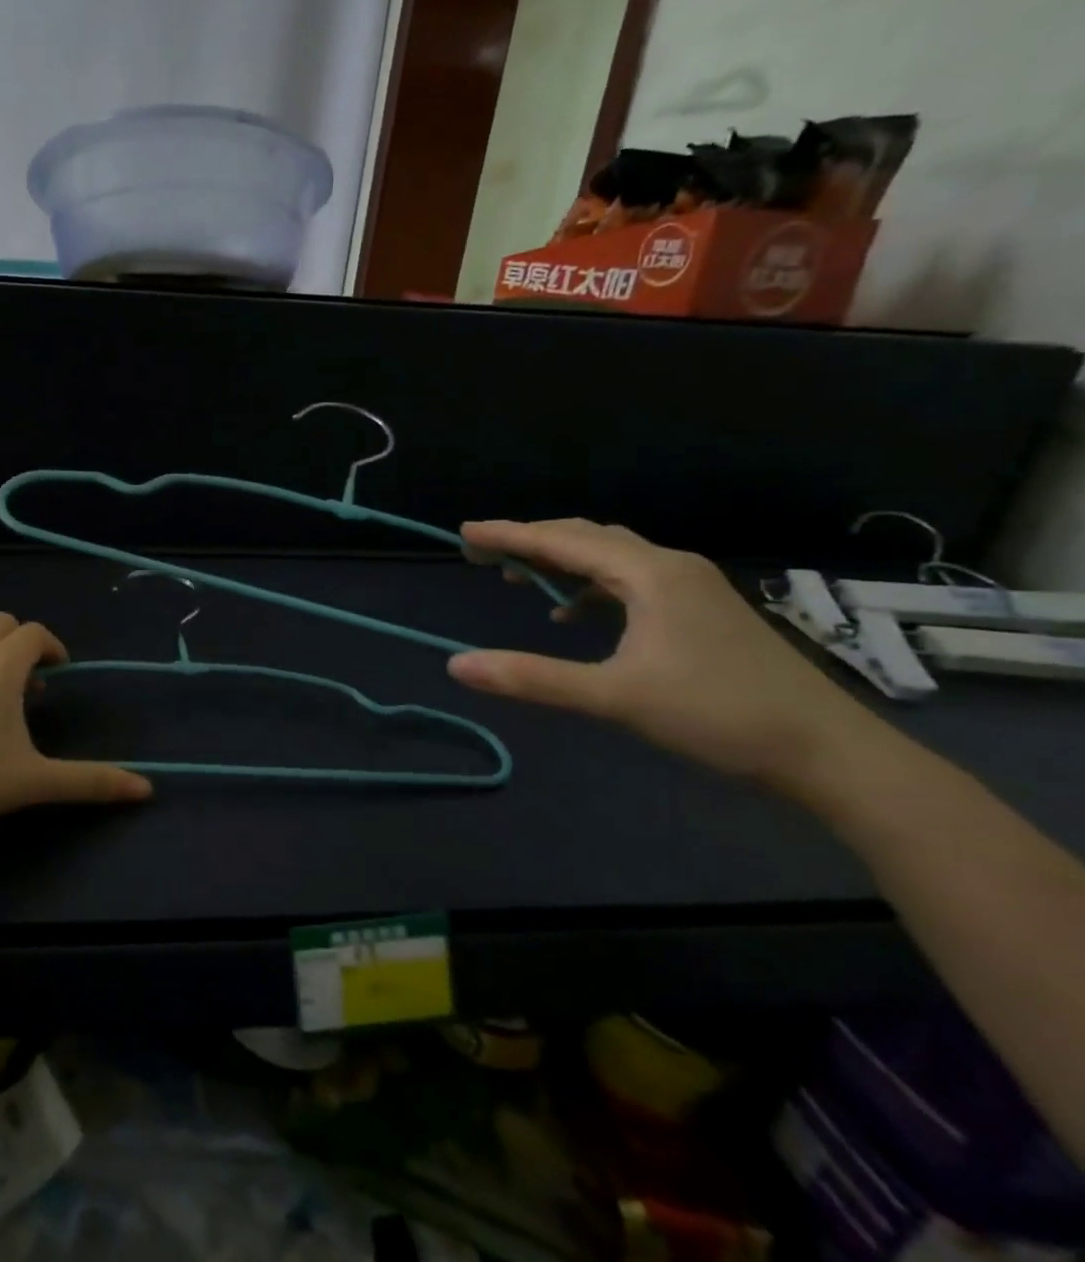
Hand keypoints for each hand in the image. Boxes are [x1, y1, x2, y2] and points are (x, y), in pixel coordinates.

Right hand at [447, 519, 883, 789]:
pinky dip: (591, 587)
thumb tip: (457, 665)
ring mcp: (691, 587)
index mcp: (650, 574)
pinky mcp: (700, 610)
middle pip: (587, 538)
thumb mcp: (616, 697)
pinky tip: (574, 613)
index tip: (464, 533)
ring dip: (561, 562)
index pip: (563, 541)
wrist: (829, 752)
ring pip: (611, 558)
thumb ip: (533, 678)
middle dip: (531, 541)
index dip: (509, 535)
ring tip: (518, 576)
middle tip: (483, 554)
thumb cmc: (719, 716)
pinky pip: (631, 581)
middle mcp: (670, 566)